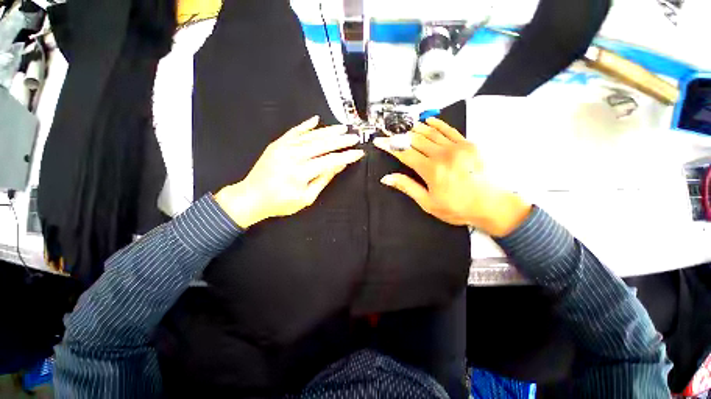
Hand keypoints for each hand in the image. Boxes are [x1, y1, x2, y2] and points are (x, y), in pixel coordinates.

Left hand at [215, 116, 363, 228]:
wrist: (251, 197)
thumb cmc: (280, 202)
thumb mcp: (306, 198)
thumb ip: (323, 179)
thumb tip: (338, 166)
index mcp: (300, 172)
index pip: (329, 160)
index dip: (346, 156)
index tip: (358, 152)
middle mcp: (292, 156)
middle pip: (322, 144)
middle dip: (341, 140)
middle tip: (354, 137)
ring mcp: (283, 147)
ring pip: (310, 136)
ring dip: (328, 131)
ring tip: (342, 128)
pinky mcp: (277, 144)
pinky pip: (294, 131)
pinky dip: (306, 125)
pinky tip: (316, 120)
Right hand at [373, 118, 530, 236]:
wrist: (491, 205)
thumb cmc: (457, 207)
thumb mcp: (428, 203)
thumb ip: (407, 187)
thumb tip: (387, 178)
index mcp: (431, 170)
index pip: (404, 153)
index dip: (390, 147)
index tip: (379, 141)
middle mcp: (442, 154)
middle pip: (415, 140)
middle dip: (399, 136)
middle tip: (389, 133)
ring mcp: (457, 147)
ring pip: (430, 132)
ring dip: (415, 129)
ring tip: (404, 128)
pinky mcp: (468, 144)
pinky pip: (449, 130)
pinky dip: (437, 124)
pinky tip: (428, 121)